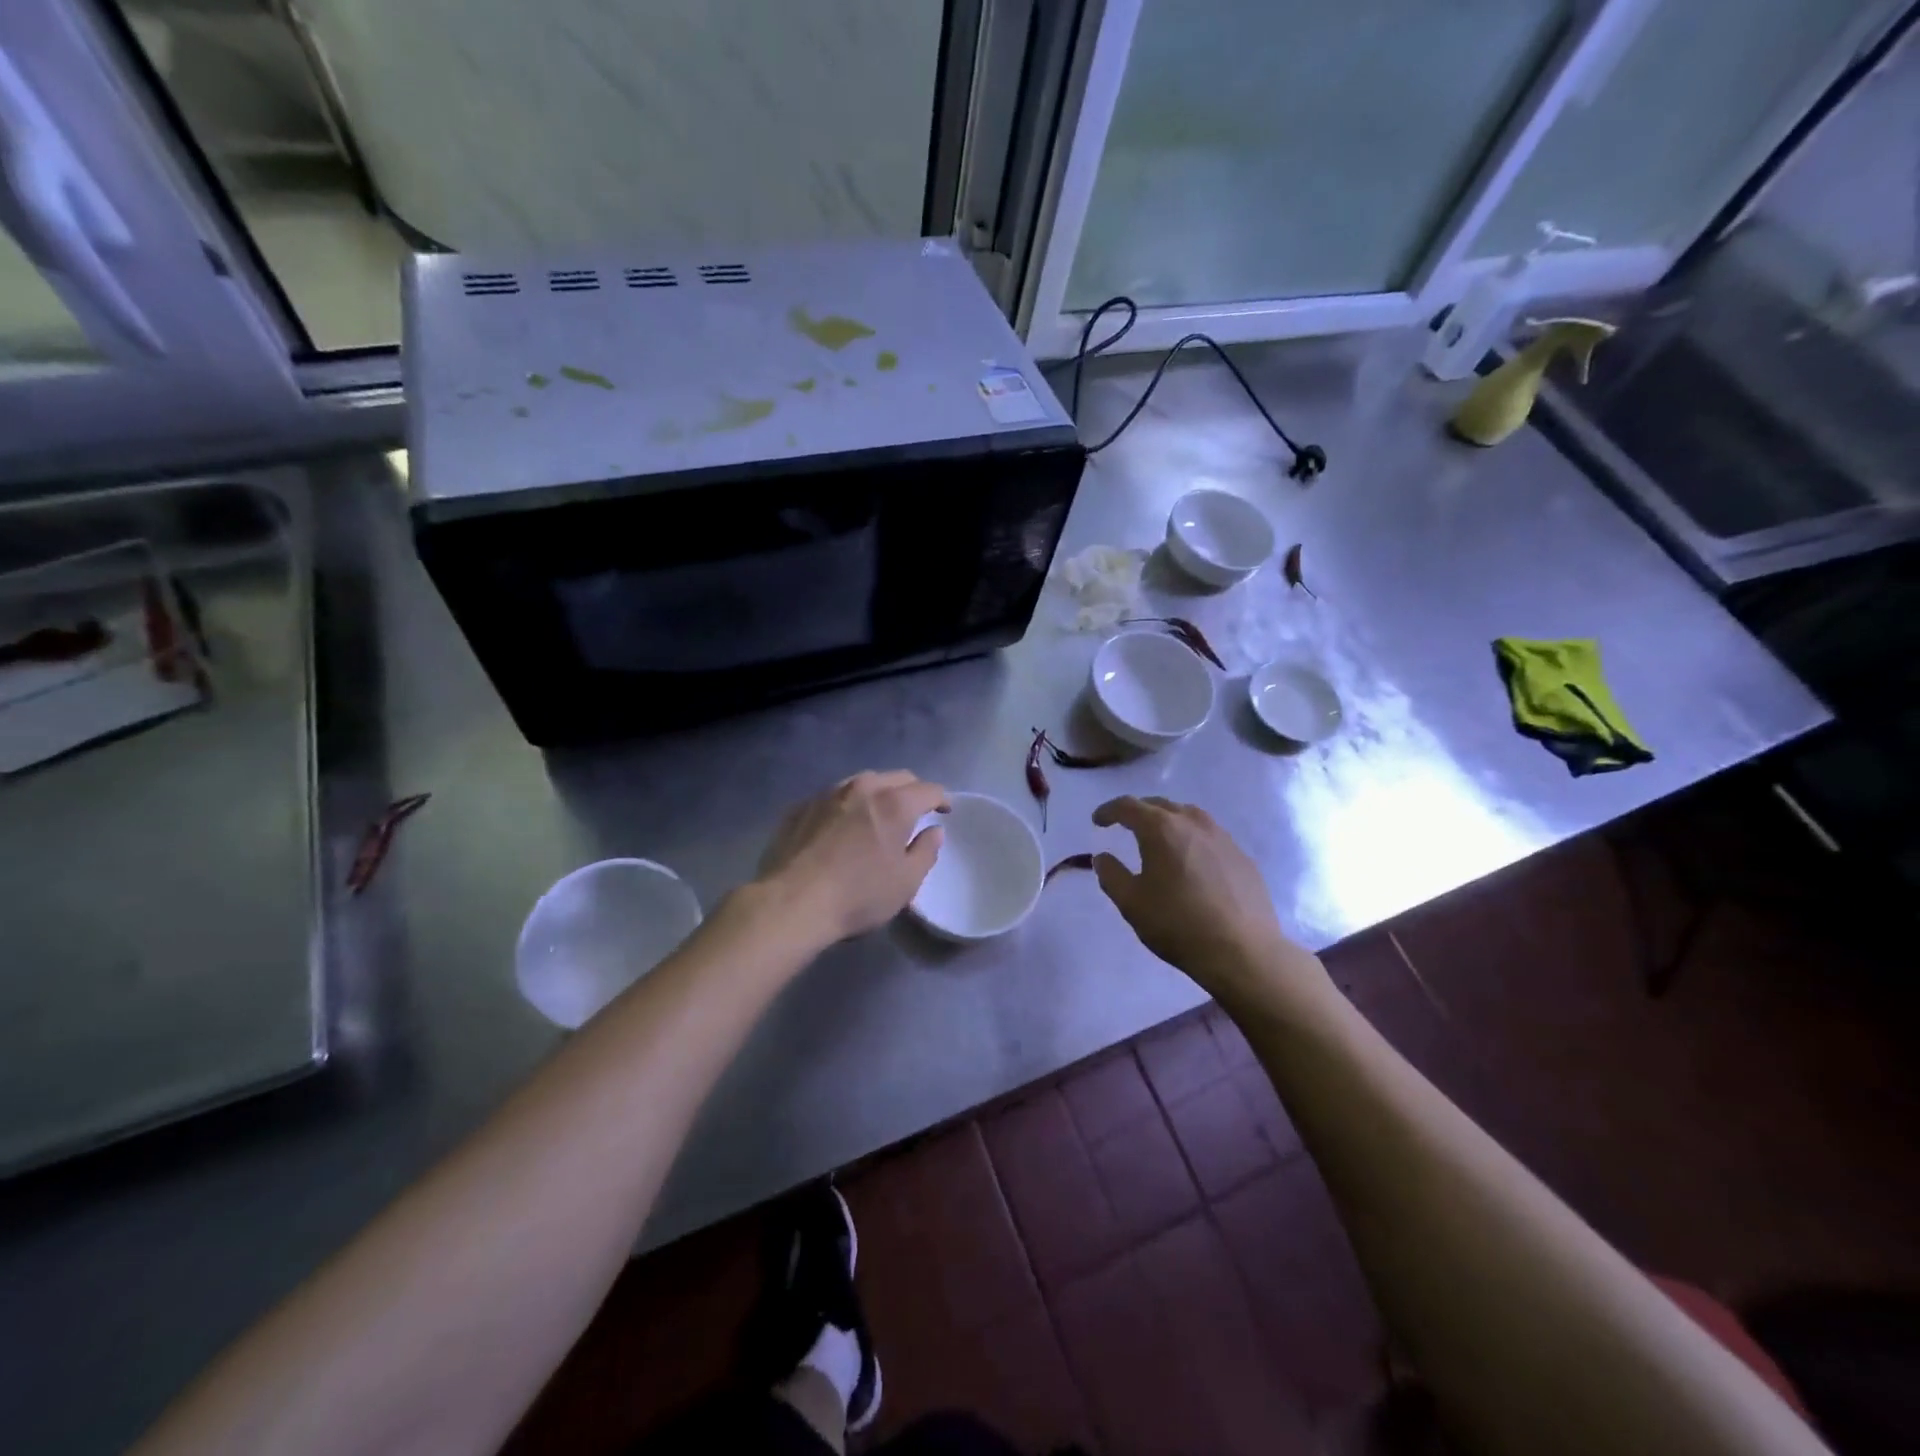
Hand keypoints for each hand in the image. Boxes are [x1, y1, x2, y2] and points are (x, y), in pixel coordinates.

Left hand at [756, 771, 949, 944]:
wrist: (790, 903)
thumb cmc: (857, 895)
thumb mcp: (905, 882)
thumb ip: (925, 851)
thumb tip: (933, 831)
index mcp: (894, 803)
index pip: (928, 789)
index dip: (941, 799)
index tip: (945, 811)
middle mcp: (862, 788)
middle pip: (896, 778)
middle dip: (911, 791)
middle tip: (915, 812)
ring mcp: (827, 794)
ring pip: (862, 782)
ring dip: (877, 793)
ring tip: (877, 814)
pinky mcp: (800, 806)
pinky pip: (833, 797)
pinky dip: (846, 805)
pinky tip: (841, 826)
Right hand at [1092, 796, 1324, 1000]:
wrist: (1242, 951)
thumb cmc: (1178, 924)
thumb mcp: (1132, 903)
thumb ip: (1111, 875)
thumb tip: (1102, 857)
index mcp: (1161, 829)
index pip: (1128, 806)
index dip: (1109, 811)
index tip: (1097, 821)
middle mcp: (1193, 823)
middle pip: (1160, 805)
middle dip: (1139, 811)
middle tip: (1125, 825)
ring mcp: (1222, 837)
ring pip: (1189, 816)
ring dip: (1168, 820)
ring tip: (1160, 837)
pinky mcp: (1242, 856)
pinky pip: (1210, 835)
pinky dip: (1192, 838)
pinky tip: (1191, 860)